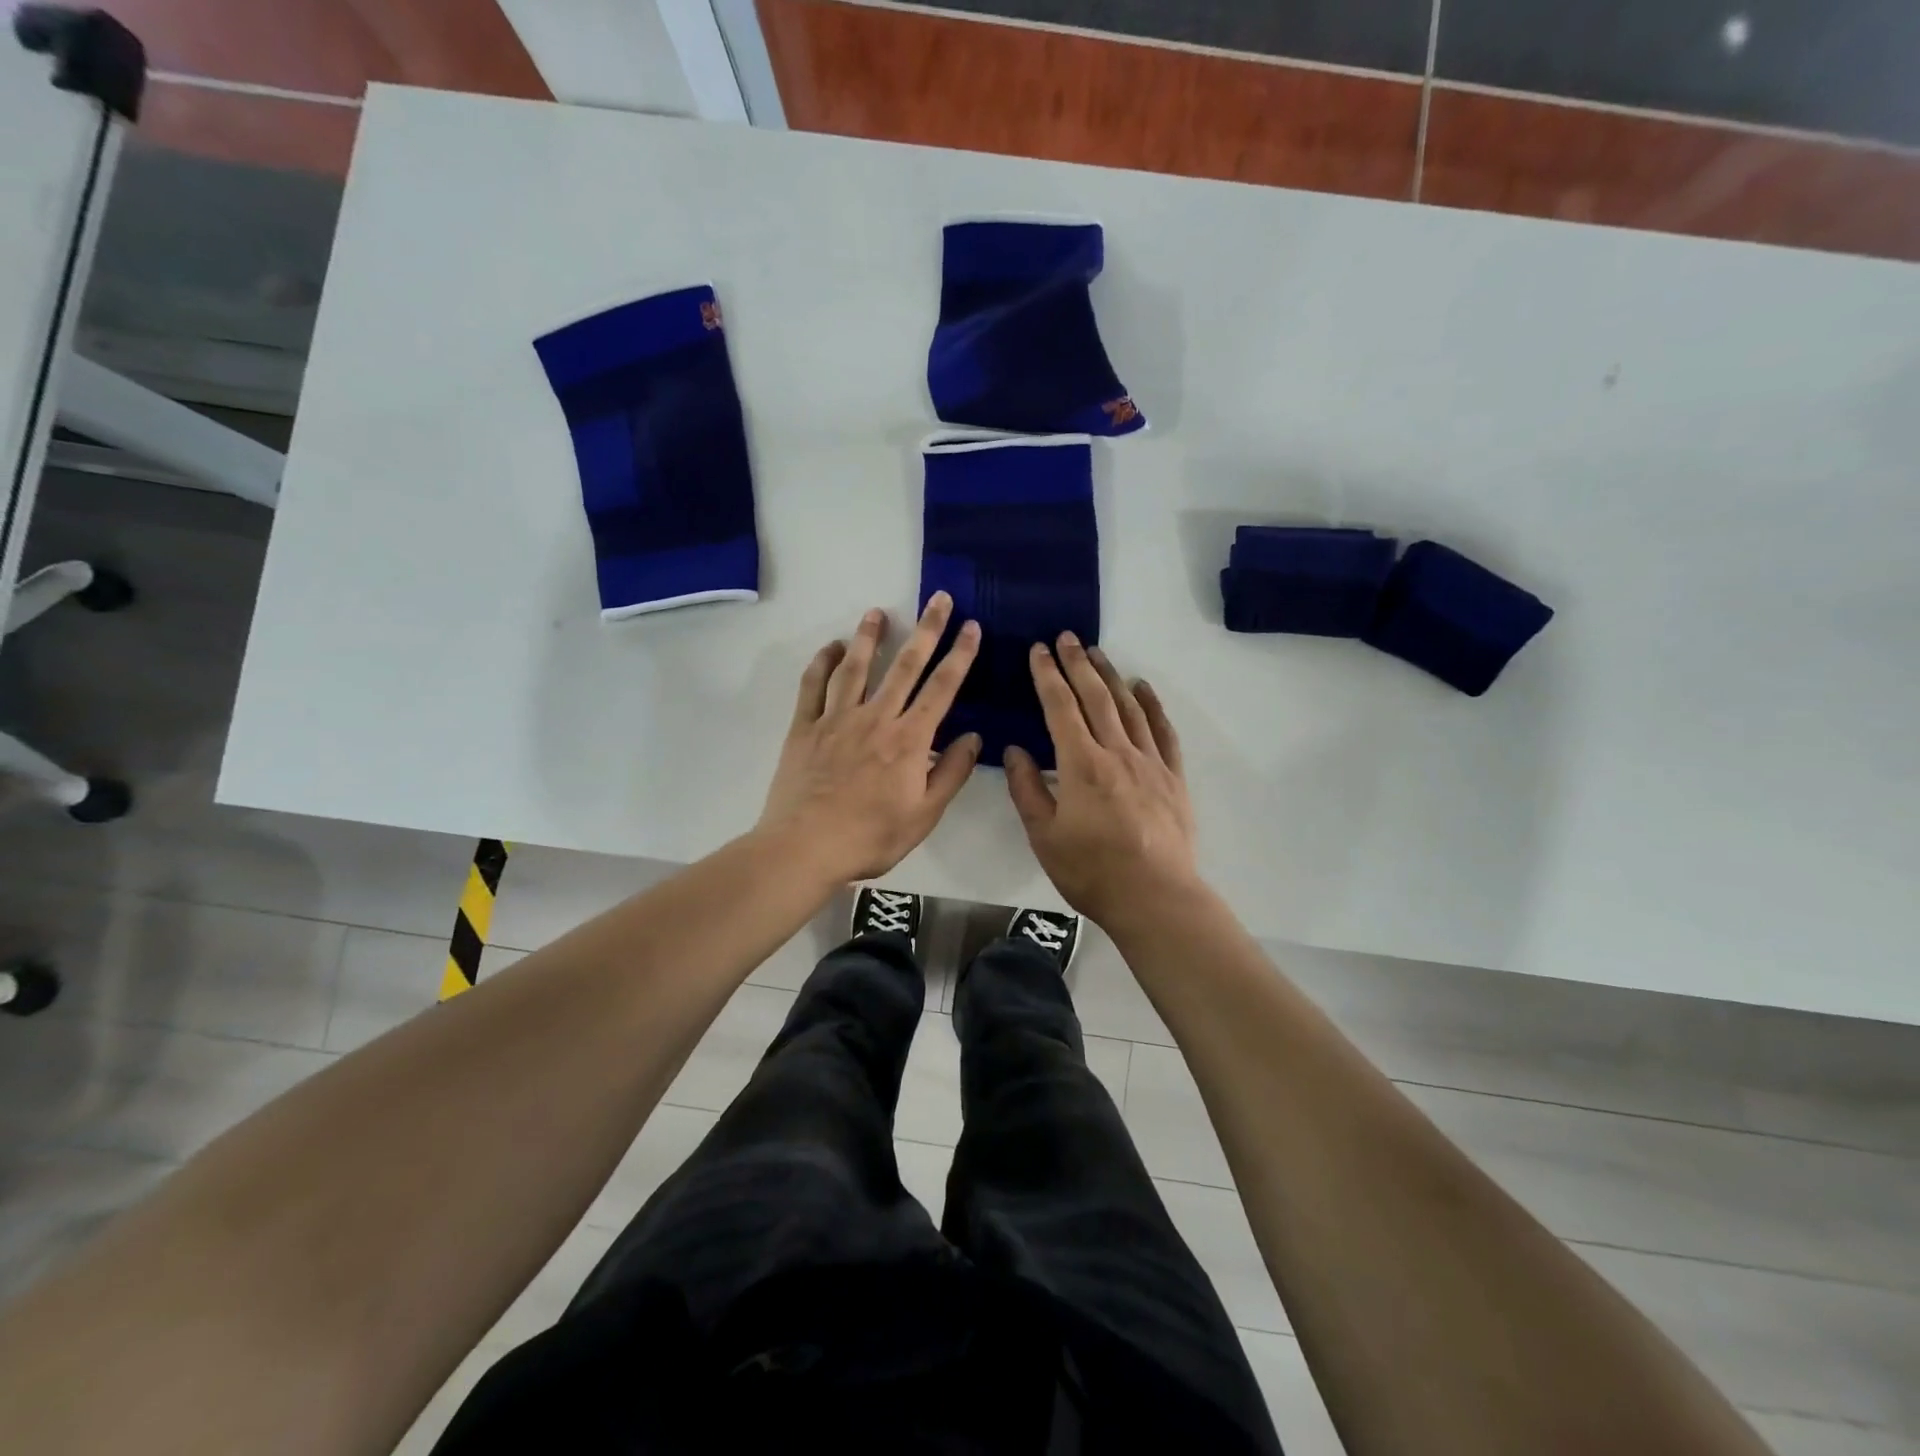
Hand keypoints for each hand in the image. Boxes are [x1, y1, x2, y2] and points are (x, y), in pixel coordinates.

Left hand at [758, 594, 982, 883]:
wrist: (805, 848)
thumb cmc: (871, 837)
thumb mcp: (924, 814)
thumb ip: (951, 773)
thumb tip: (973, 736)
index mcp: (909, 740)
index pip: (942, 688)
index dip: (960, 655)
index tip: (971, 626)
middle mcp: (875, 718)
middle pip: (905, 666)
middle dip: (926, 630)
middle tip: (938, 598)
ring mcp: (836, 719)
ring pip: (855, 667)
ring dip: (868, 636)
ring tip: (877, 611)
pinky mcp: (804, 728)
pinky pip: (813, 687)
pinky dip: (821, 663)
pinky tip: (830, 647)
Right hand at [1005, 633, 1200, 929]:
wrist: (1155, 897)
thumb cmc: (1091, 871)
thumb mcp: (1044, 836)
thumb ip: (1027, 789)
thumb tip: (1014, 750)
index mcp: (1081, 765)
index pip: (1060, 708)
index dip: (1047, 676)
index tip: (1038, 650)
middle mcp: (1117, 752)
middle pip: (1095, 697)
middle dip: (1077, 664)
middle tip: (1066, 637)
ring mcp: (1150, 762)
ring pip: (1128, 707)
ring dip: (1110, 676)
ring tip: (1096, 653)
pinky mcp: (1173, 777)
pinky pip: (1163, 731)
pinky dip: (1151, 705)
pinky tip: (1143, 688)